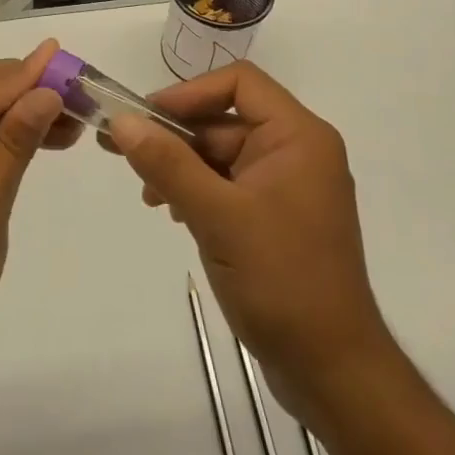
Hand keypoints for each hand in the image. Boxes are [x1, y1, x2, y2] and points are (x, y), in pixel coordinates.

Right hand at [104, 62, 394, 421]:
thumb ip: (168, 164)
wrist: (332, 372)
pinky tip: (174, 213)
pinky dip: (198, 191)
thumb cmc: (281, 281)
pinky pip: (230, 185)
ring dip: (182, 166)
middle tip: (124, 154)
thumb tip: (122, 121)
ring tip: (149, 196)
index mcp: (297, 136)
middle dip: (176, 137)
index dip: (189, 93)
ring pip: (223, 154)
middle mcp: (296, 150)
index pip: (239, 82)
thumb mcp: (217, 216)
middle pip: (226, 119)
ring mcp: (287, 186)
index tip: (146, 118)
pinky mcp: (277, 217)